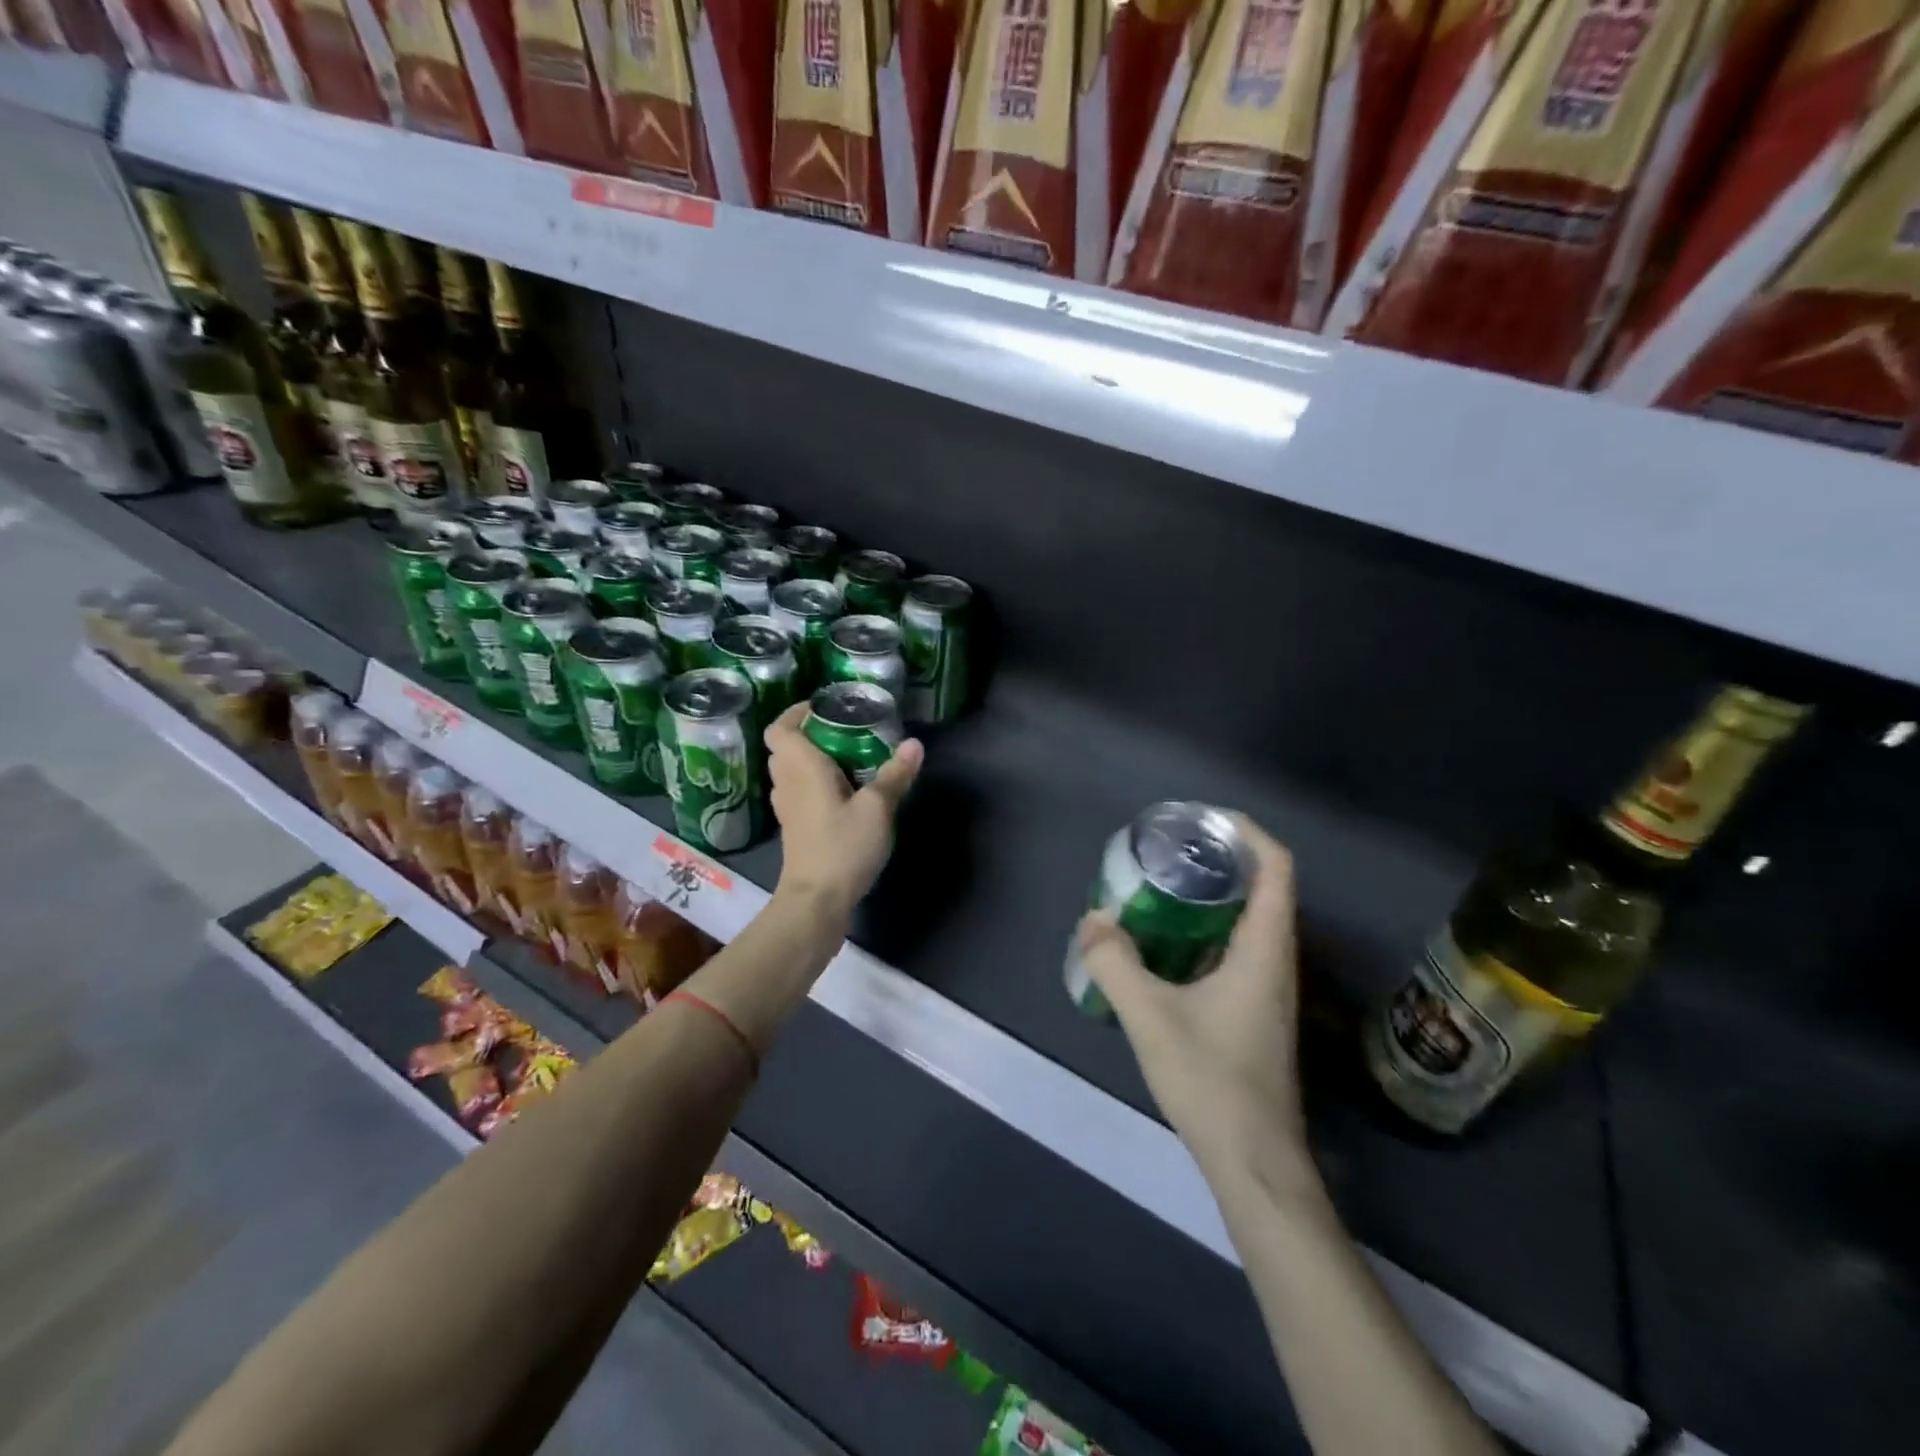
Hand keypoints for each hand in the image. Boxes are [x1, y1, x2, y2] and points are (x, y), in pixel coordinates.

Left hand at [765, 702, 922, 920]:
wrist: (816, 901)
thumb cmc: (842, 848)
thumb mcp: (877, 809)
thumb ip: (895, 774)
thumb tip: (914, 743)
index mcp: (801, 767)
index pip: (780, 728)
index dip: (796, 712)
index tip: (826, 708)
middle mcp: (787, 783)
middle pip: (785, 747)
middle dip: (810, 733)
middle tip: (845, 731)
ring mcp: (787, 808)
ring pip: (790, 770)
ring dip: (811, 759)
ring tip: (847, 757)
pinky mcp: (795, 828)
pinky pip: (798, 792)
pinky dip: (813, 783)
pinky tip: (842, 792)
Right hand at [1075, 817, 1307, 1177]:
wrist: (1253, 1161)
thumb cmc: (1212, 1081)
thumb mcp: (1151, 1017)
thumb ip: (1115, 964)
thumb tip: (1092, 920)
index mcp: (1265, 950)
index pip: (1276, 868)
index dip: (1246, 832)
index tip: (1203, 818)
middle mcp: (1276, 961)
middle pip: (1262, 888)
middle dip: (1220, 860)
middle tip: (1169, 850)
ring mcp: (1268, 989)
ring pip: (1248, 921)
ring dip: (1211, 896)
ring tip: (1161, 886)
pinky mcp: (1254, 1012)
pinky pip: (1235, 949)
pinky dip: (1205, 930)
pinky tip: (1165, 944)